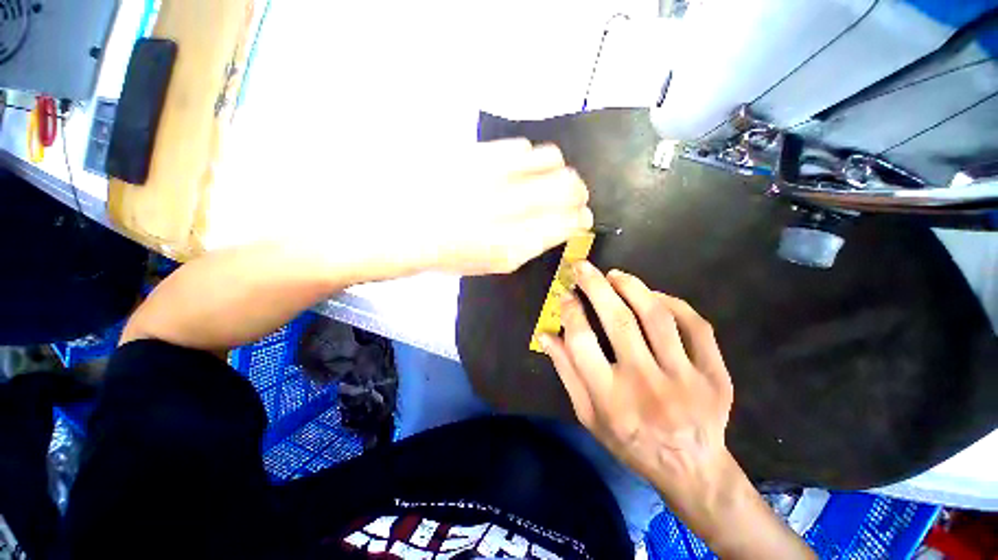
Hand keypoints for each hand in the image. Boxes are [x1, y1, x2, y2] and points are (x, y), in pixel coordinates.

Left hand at [413, 139, 592, 274]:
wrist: (405, 226)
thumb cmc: (452, 253)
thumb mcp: (497, 263)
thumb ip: (535, 245)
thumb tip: (563, 226)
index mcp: (518, 243)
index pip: (572, 222)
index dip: (582, 218)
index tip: (581, 218)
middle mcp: (514, 207)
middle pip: (571, 186)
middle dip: (578, 192)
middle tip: (571, 197)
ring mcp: (498, 175)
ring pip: (553, 159)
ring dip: (555, 171)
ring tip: (542, 180)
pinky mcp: (482, 152)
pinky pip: (523, 146)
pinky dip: (528, 159)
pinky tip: (515, 170)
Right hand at [541, 264, 814, 558]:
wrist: (691, 468)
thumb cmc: (630, 442)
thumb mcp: (588, 415)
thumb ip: (567, 372)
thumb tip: (546, 334)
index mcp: (610, 399)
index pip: (582, 343)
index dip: (571, 313)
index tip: (565, 295)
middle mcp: (646, 385)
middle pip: (618, 321)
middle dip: (596, 286)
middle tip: (583, 267)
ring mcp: (686, 379)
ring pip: (657, 316)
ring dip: (632, 287)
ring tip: (615, 275)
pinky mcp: (715, 374)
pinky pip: (695, 325)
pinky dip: (673, 303)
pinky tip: (654, 295)